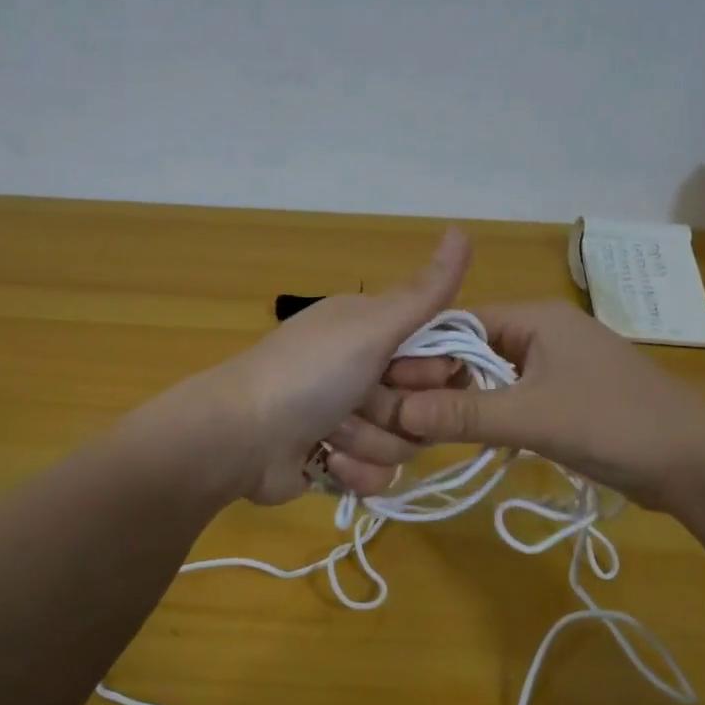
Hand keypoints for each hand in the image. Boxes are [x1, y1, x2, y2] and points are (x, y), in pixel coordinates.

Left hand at [180, 229, 471, 504]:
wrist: (240, 437)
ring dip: (369, 442)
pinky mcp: (340, 461)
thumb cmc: (308, 374)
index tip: (404, 373)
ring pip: (404, 445)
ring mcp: (352, 419)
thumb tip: (463, 229)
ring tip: (331, 433)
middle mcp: (365, 372)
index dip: (433, 374)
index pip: (440, 356)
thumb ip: (425, 291)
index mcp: (373, 332)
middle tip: (361, 403)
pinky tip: (326, 460)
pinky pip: (379, 475)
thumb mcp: (371, 326)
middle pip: (426, 405)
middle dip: (397, 413)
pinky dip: (354, 471)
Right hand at [387, 300, 704, 510]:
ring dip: (459, 398)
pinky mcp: (565, 396)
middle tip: (398, 413)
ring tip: (419, 426)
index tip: (387, 386)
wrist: (699, 463)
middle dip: (435, 378)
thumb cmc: (616, 424)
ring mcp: (556, 366)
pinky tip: (462, 435)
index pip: (459, 323)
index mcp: (536, 319)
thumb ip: (464, 414)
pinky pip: (510, 396)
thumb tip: (396, 414)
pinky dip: (485, 412)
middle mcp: (543, 333)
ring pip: (489, 375)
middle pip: (471, 348)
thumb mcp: (533, 418)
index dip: (420, 352)